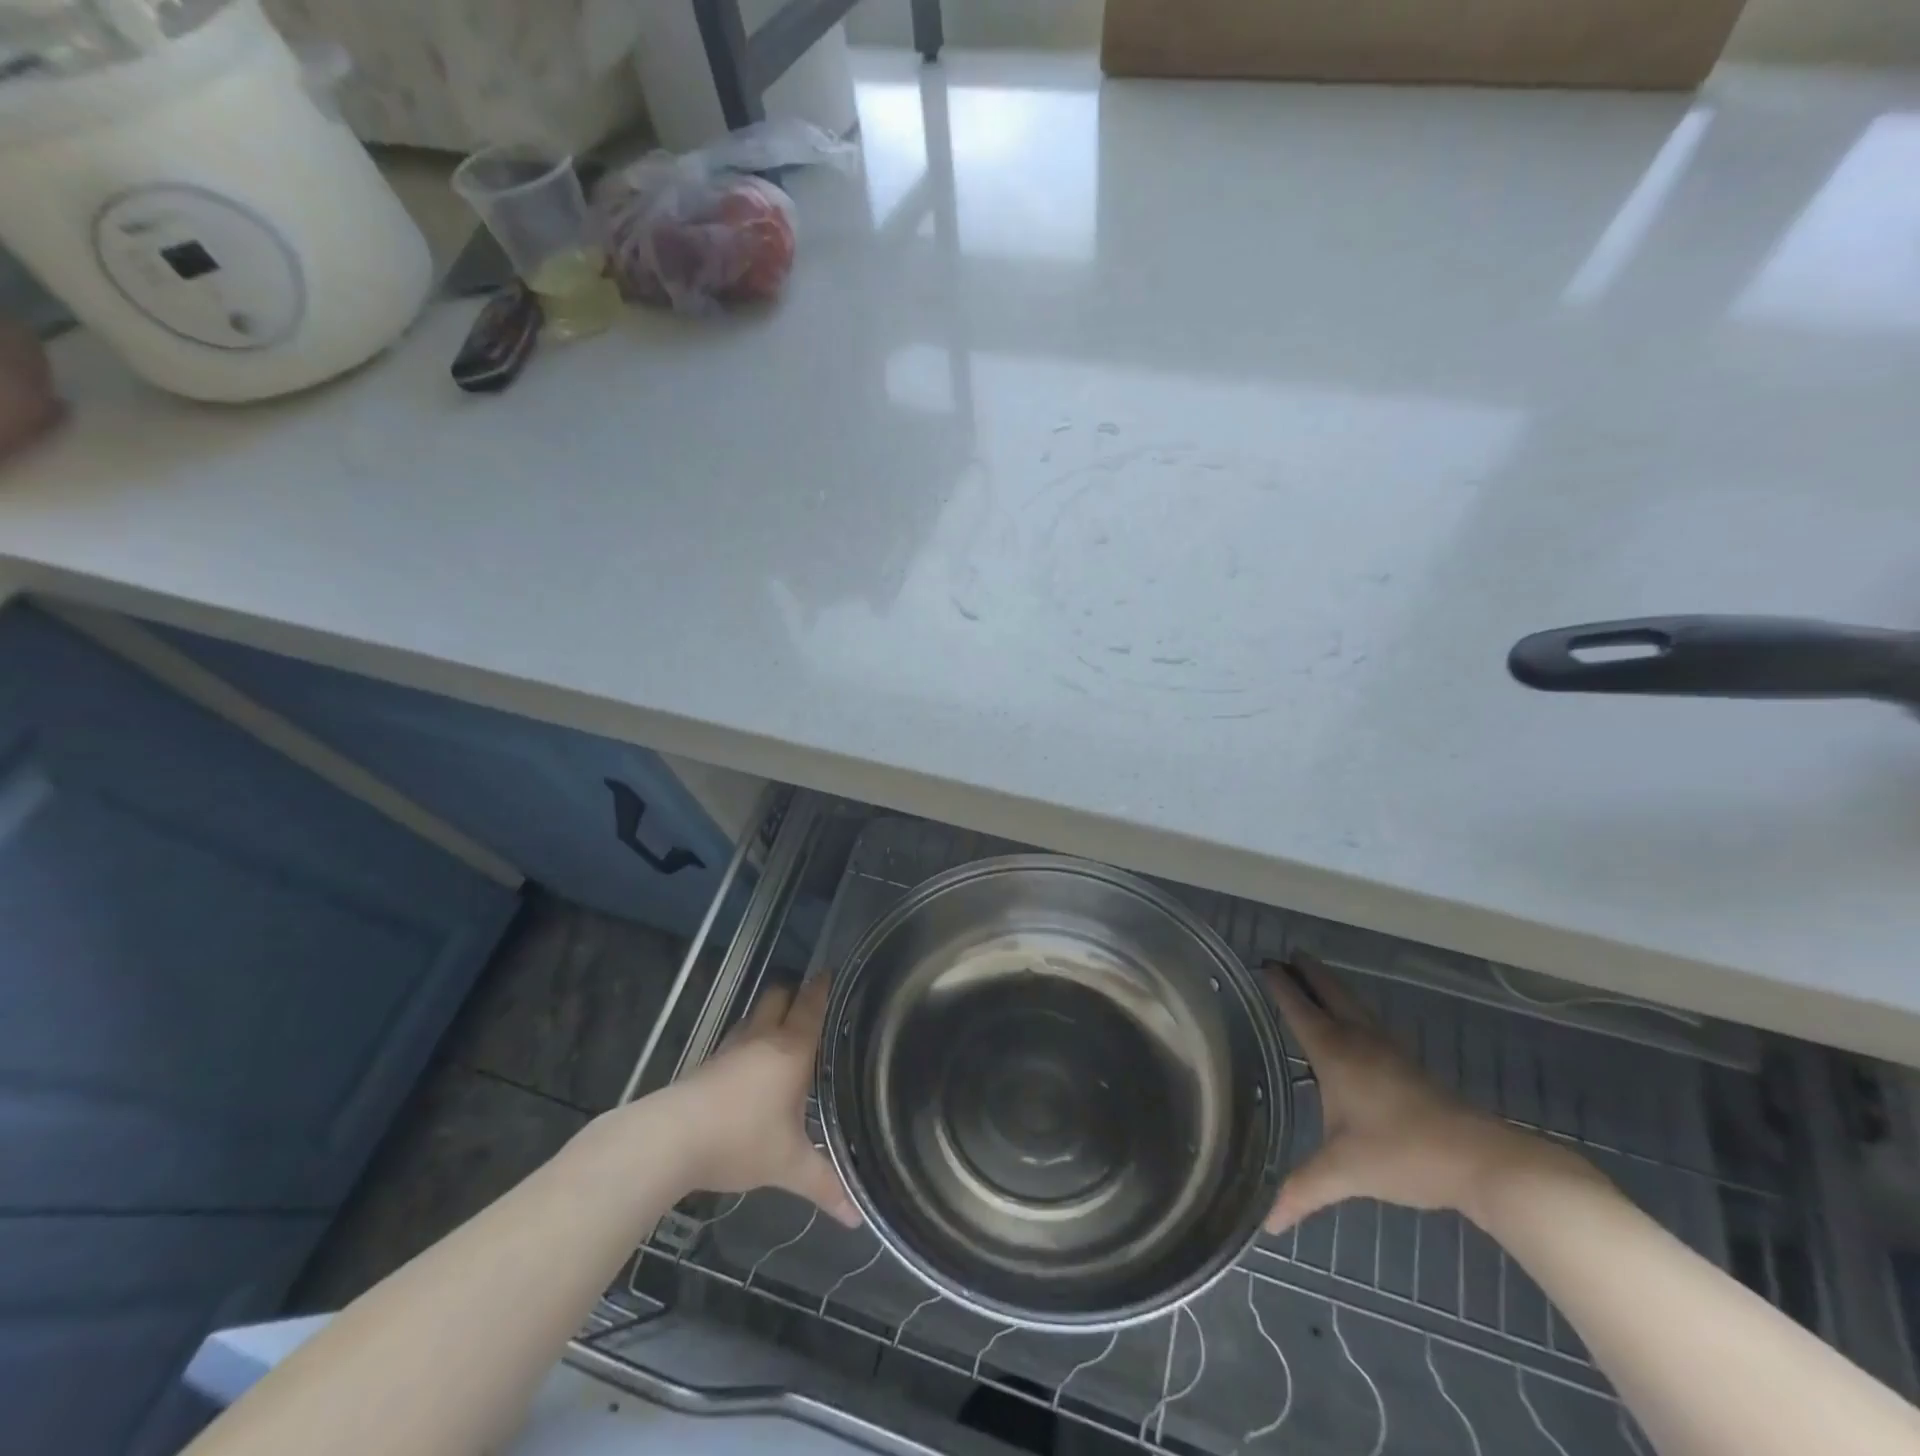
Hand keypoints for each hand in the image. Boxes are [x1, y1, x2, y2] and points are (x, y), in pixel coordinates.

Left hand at [667, 974, 859, 1225]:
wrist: (670, 1140)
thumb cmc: (741, 1140)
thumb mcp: (788, 1165)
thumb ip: (824, 1184)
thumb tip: (857, 1217)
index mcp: (792, 1050)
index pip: (811, 1005)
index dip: (822, 987)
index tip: (831, 973)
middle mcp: (763, 1038)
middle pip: (778, 996)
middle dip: (793, 994)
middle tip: (810, 1003)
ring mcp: (731, 1048)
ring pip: (754, 1016)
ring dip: (768, 1016)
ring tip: (783, 1032)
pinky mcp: (707, 1064)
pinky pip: (736, 1040)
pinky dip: (748, 1041)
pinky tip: (749, 1065)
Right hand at [1261, 955, 1542, 1232]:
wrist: (1483, 1162)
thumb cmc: (1403, 1154)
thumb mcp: (1344, 1172)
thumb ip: (1303, 1190)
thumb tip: (1266, 1223)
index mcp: (1335, 1052)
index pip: (1299, 1009)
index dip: (1281, 986)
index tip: (1264, 963)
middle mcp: (1359, 1040)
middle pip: (1330, 994)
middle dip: (1308, 973)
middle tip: (1288, 954)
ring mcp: (1388, 1050)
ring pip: (1354, 1005)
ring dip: (1331, 987)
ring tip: (1314, 975)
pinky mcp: (1410, 1067)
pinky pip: (1370, 1023)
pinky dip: (1352, 1010)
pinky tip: (1355, 1026)